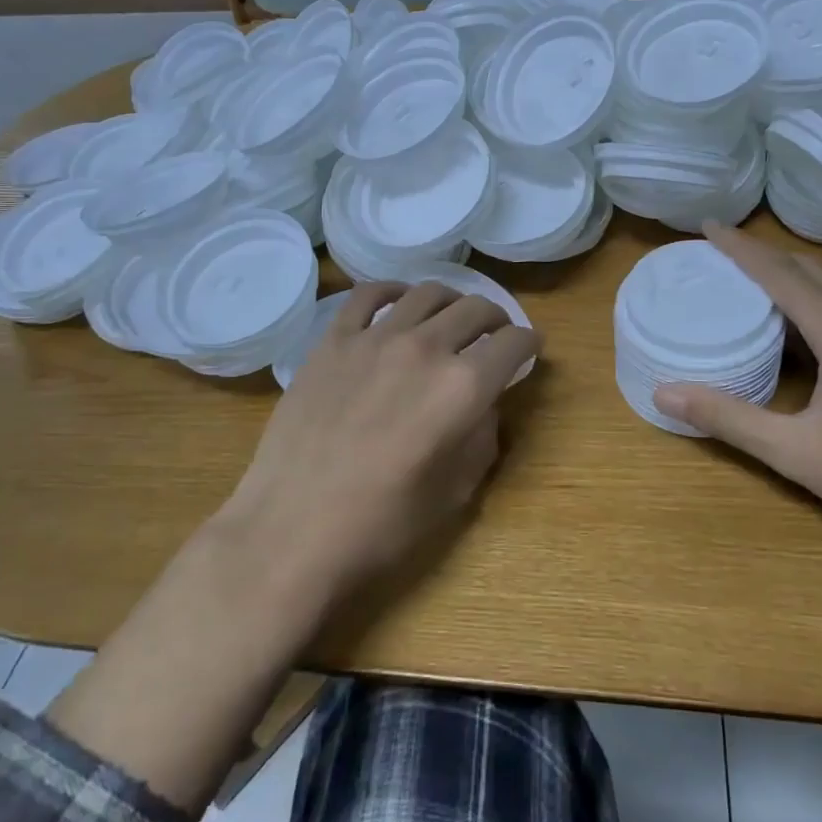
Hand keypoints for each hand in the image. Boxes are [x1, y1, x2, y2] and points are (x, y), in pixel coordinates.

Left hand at [218, 281, 541, 609]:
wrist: (292, 530)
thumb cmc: (381, 525)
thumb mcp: (455, 493)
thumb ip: (482, 439)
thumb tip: (484, 406)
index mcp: (463, 388)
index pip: (513, 344)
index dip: (529, 344)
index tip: (529, 350)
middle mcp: (425, 349)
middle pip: (475, 309)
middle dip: (496, 319)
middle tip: (494, 334)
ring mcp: (374, 339)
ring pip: (427, 293)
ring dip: (451, 301)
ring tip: (450, 317)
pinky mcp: (333, 341)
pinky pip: (368, 295)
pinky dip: (393, 291)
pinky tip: (398, 302)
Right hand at [654, 224, 821, 561]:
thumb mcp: (796, 453)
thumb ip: (728, 418)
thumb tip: (663, 393)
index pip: (781, 274)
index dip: (741, 248)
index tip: (707, 225)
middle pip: (809, 271)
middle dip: (762, 255)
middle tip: (719, 252)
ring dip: (790, 275)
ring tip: (750, 279)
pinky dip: (815, 299)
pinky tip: (801, 325)